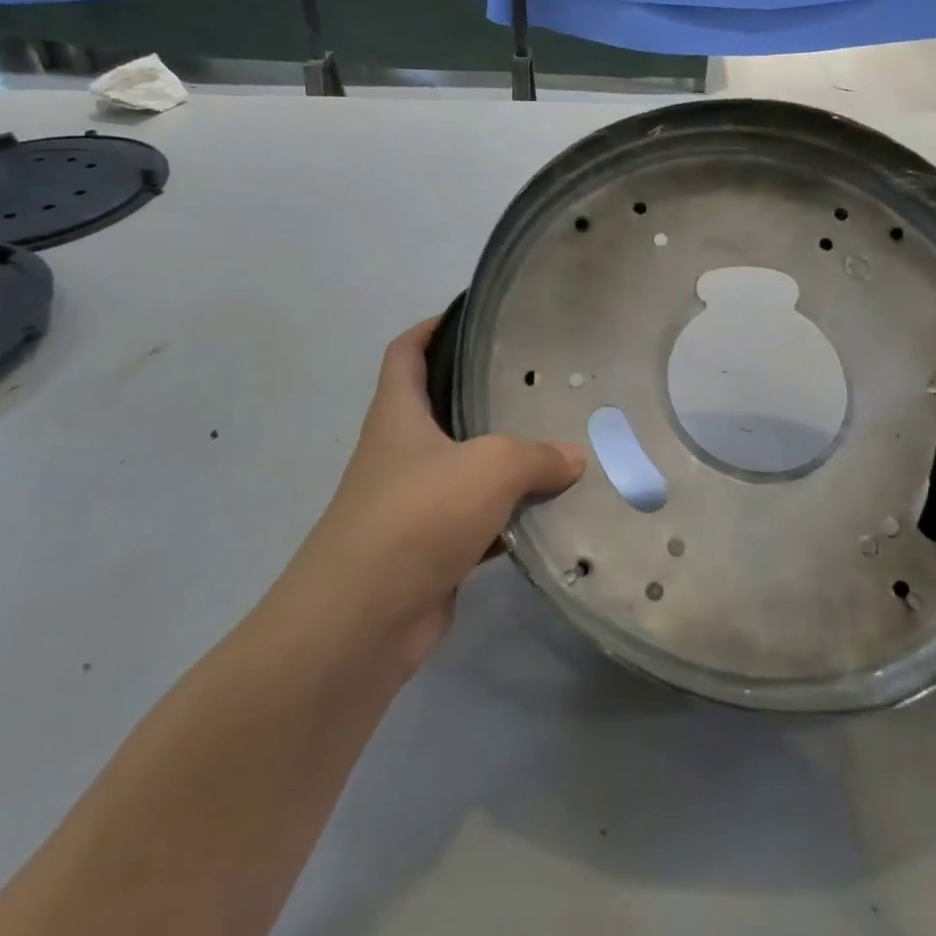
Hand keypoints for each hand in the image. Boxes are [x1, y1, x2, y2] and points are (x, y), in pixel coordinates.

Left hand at [284, 317, 585, 668]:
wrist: (363, 620)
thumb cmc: (417, 516)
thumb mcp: (489, 467)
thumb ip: (535, 455)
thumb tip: (573, 458)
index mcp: (399, 415)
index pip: (405, 353)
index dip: (431, 327)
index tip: (471, 315)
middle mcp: (401, 453)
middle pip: (441, 409)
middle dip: (484, 395)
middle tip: (539, 385)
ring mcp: (413, 504)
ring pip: (466, 469)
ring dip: (504, 464)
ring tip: (559, 446)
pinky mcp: (430, 550)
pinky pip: (478, 523)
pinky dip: (509, 520)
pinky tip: (550, 517)